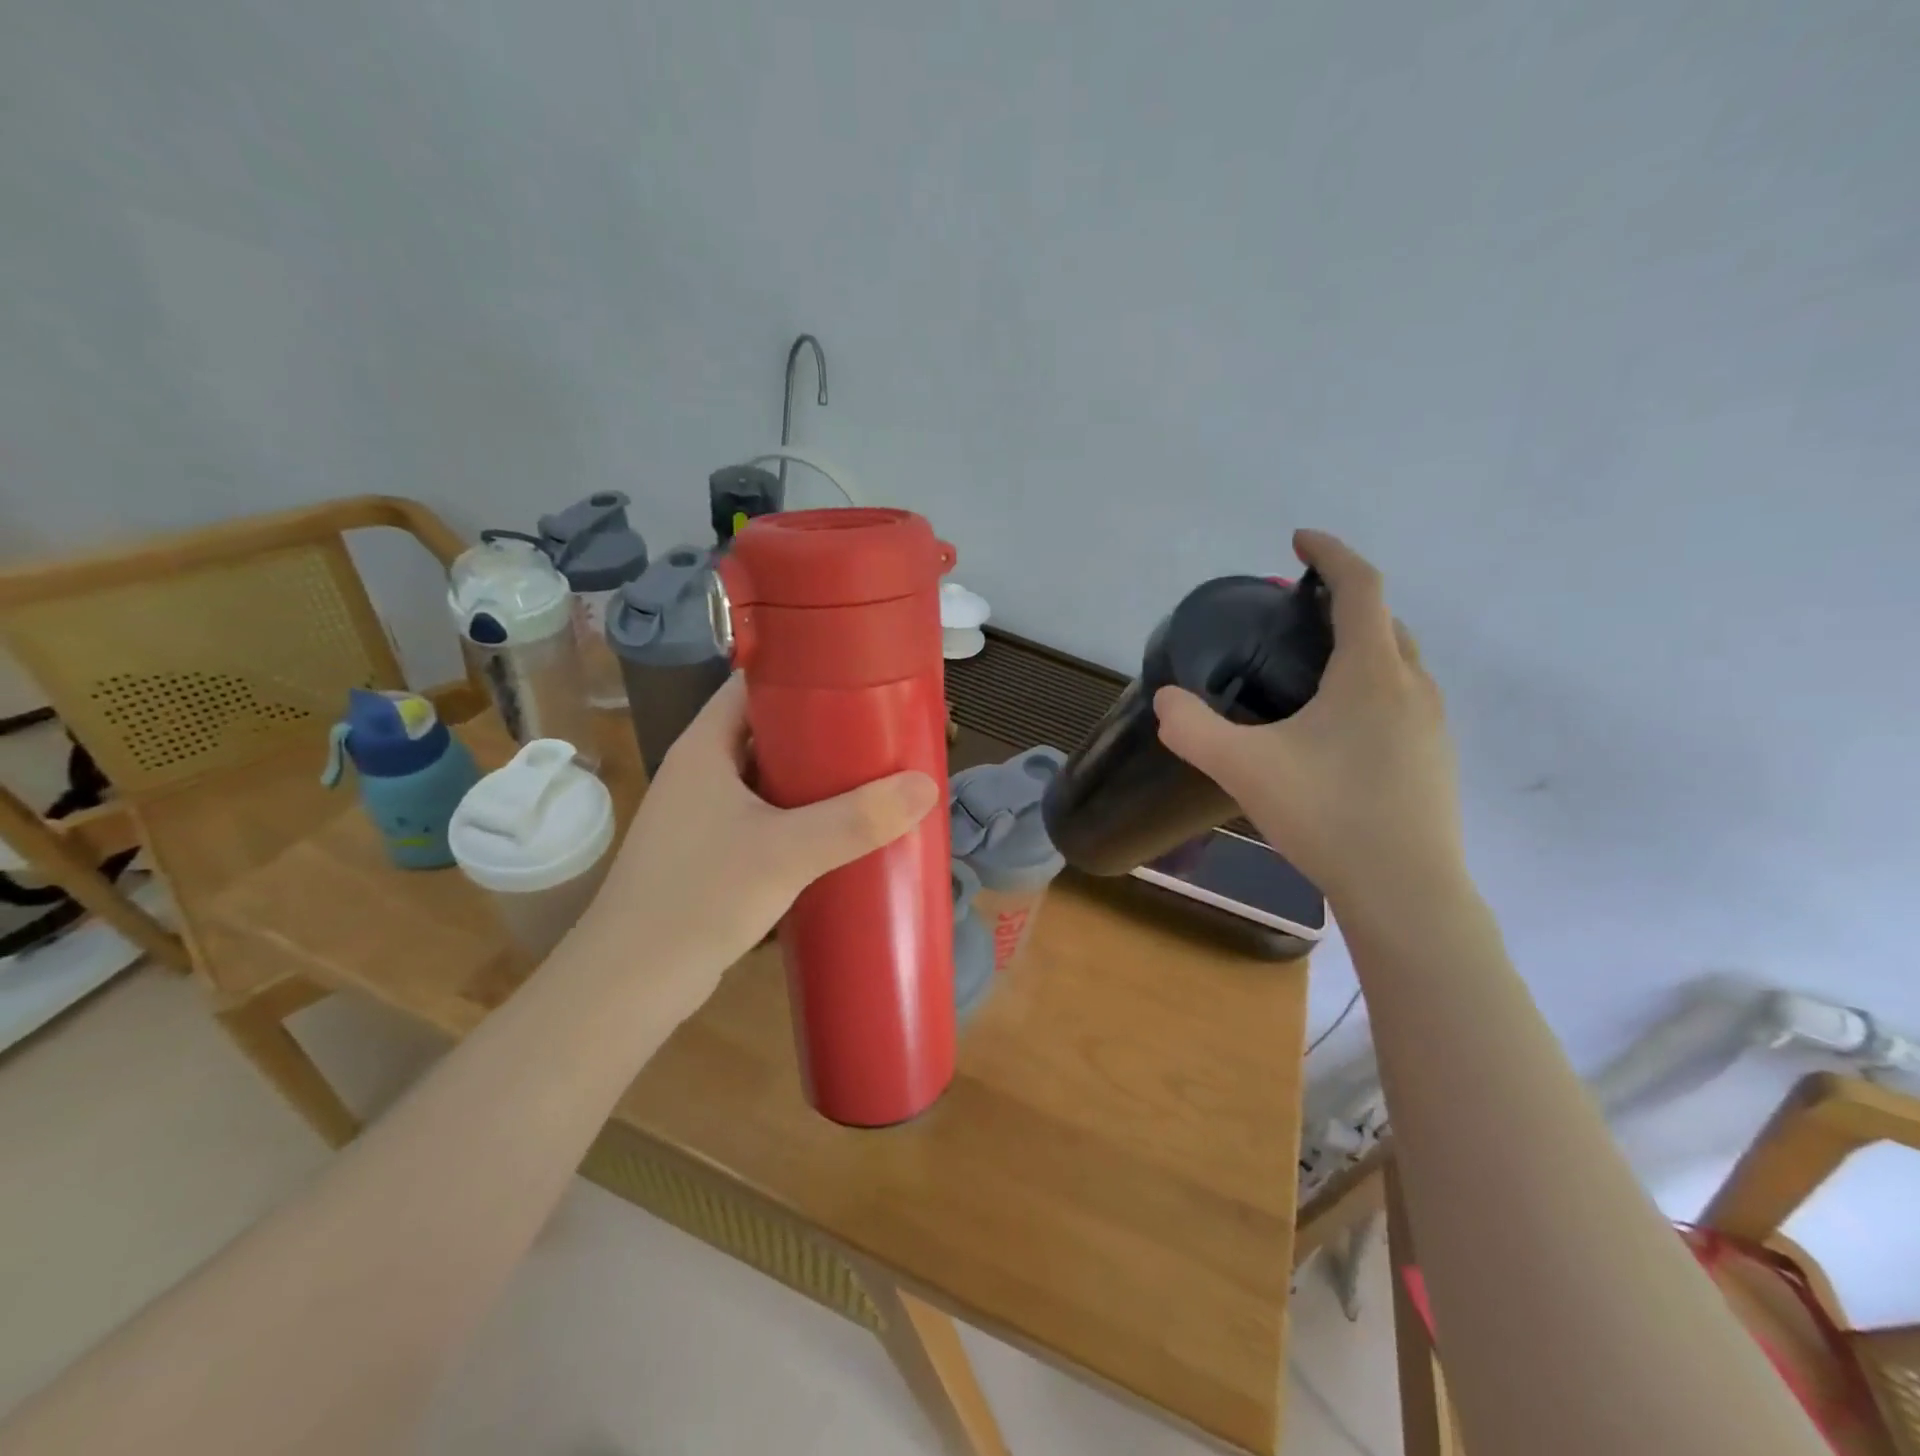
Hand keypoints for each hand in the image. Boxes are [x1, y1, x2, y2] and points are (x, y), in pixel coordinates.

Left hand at [577, 676, 938, 1014]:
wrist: (629, 984)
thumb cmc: (698, 897)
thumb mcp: (786, 852)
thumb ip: (856, 819)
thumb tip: (926, 784)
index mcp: (705, 746)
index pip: (754, 682)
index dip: (805, 671)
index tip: (860, 676)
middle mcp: (702, 770)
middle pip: (770, 730)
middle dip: (824, 729)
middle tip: (882, 730)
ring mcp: (704, 814)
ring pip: (770, 776)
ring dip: (816, 776)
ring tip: (874, 774)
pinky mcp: (713, 852)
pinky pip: (767, 815)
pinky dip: (803, 814)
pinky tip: (841, 830)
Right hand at [1153, 530, 1464, 917]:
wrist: (1406, 891)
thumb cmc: (1328, 815)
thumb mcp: (1244, 768)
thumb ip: (1194, 729)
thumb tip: (1167, 700)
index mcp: (1372, 673)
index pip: (1360, 587)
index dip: (1331, 553)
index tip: (1298, 537)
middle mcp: (1412, 687)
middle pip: (1384, 621)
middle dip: (1342, 601)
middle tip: (1294, 614)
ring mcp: (1432, 726)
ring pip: (1398, 663)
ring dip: (1361, 646)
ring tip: (1312, 669)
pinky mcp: (1435, 760)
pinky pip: (1403, 700)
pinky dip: (1371, 687)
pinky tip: (1337, 730)